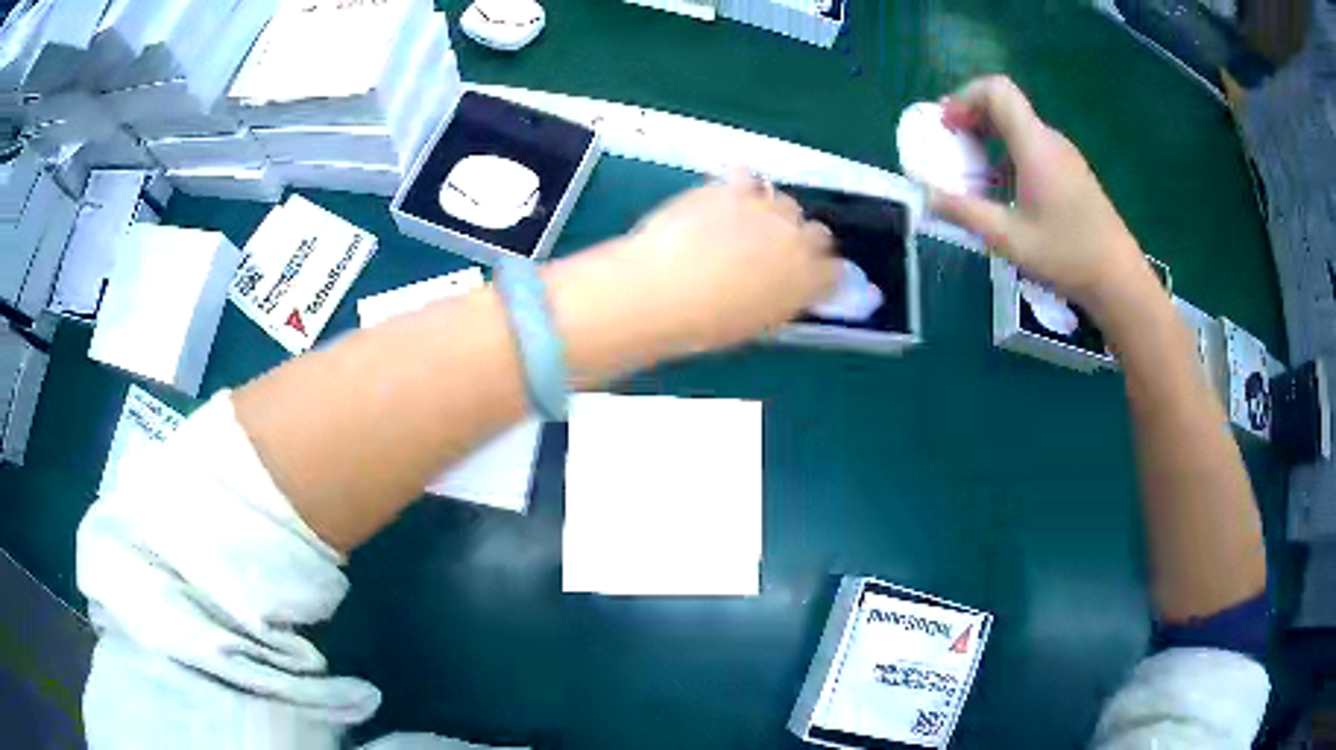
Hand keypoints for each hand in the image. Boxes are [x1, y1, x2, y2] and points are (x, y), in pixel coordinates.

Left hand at [610, 173, 839, 354]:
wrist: (663, 289)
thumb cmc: (706, 323)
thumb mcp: (757, 322)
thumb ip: (782, 299)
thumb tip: (783, 287)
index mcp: (808, 280)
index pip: (834, 270)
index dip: (818, 273)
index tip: (804, 278)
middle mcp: (797, 238)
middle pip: (816, 231)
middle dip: (799, 240)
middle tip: (772, 253)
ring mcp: (766, 208)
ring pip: (784, 202)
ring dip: (773, 213)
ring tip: (745, 224)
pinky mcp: (732, 186)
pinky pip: (748, 178)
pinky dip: (741, 187)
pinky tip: (724, 199)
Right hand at [930, 76, 1155, 318]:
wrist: (1119, 278)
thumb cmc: (1066, 255)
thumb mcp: (1009, 239)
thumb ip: (965, 212)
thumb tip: (925, 196)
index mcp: (1035, 145)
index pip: (997, 90)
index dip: (965, 97)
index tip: (947, 125)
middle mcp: (1050, 140)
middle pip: (1005, 106)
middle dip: (971, 118)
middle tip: (951, 146)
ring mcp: (1064, 156)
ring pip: (1019, 128)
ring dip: (989, 139)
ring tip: (972, 173)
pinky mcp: (1072, 173)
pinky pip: (1033, 148)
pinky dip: (1008, 155)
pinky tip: (1004, 191)